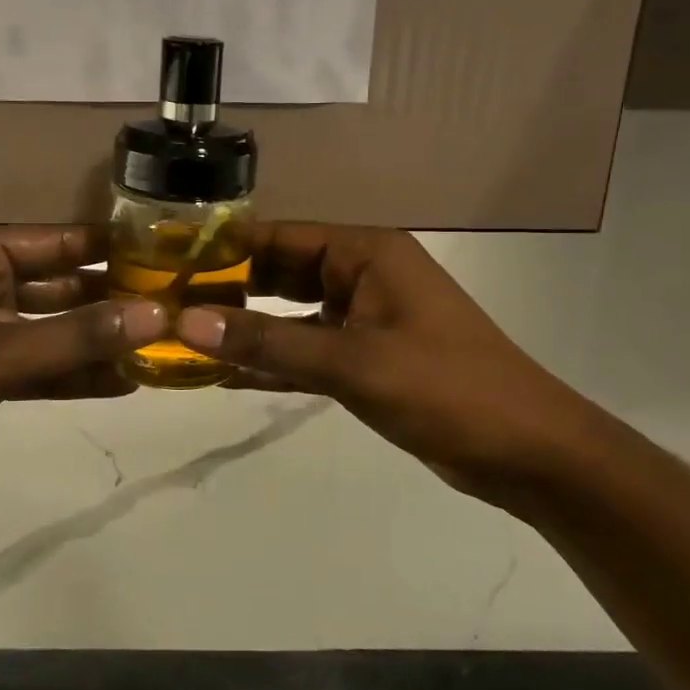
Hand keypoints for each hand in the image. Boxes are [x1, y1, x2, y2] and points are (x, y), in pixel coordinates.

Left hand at [0, 226, 167, 507]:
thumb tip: (155, 316)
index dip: (106, 248)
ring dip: (94, 339)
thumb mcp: (1, 354)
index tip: (162, 256)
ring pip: (50, 326)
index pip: (53, 240)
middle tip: (169, 305)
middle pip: (56, 283)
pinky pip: (37, 362)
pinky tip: (122, 382)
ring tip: (155, 346)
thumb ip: (79, 337)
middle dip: (107, 298)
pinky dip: (71, 372)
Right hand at [175, 225, 601, 514]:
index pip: (279, 238)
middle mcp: (361, 275)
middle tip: (162, 307)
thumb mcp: (352, 364)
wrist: (527, 452)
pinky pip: (304, 349)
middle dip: (225, 290)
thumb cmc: (447, 390)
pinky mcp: (364, 358)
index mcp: (365, 253)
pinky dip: (270, 359)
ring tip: (180, 339)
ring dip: (244, 328)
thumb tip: (187, 323)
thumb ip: (268, 344)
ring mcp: (363, 318)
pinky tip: (223, 373)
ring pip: (287, 313)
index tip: (164, 264)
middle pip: (278, 273)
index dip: (222, 249)